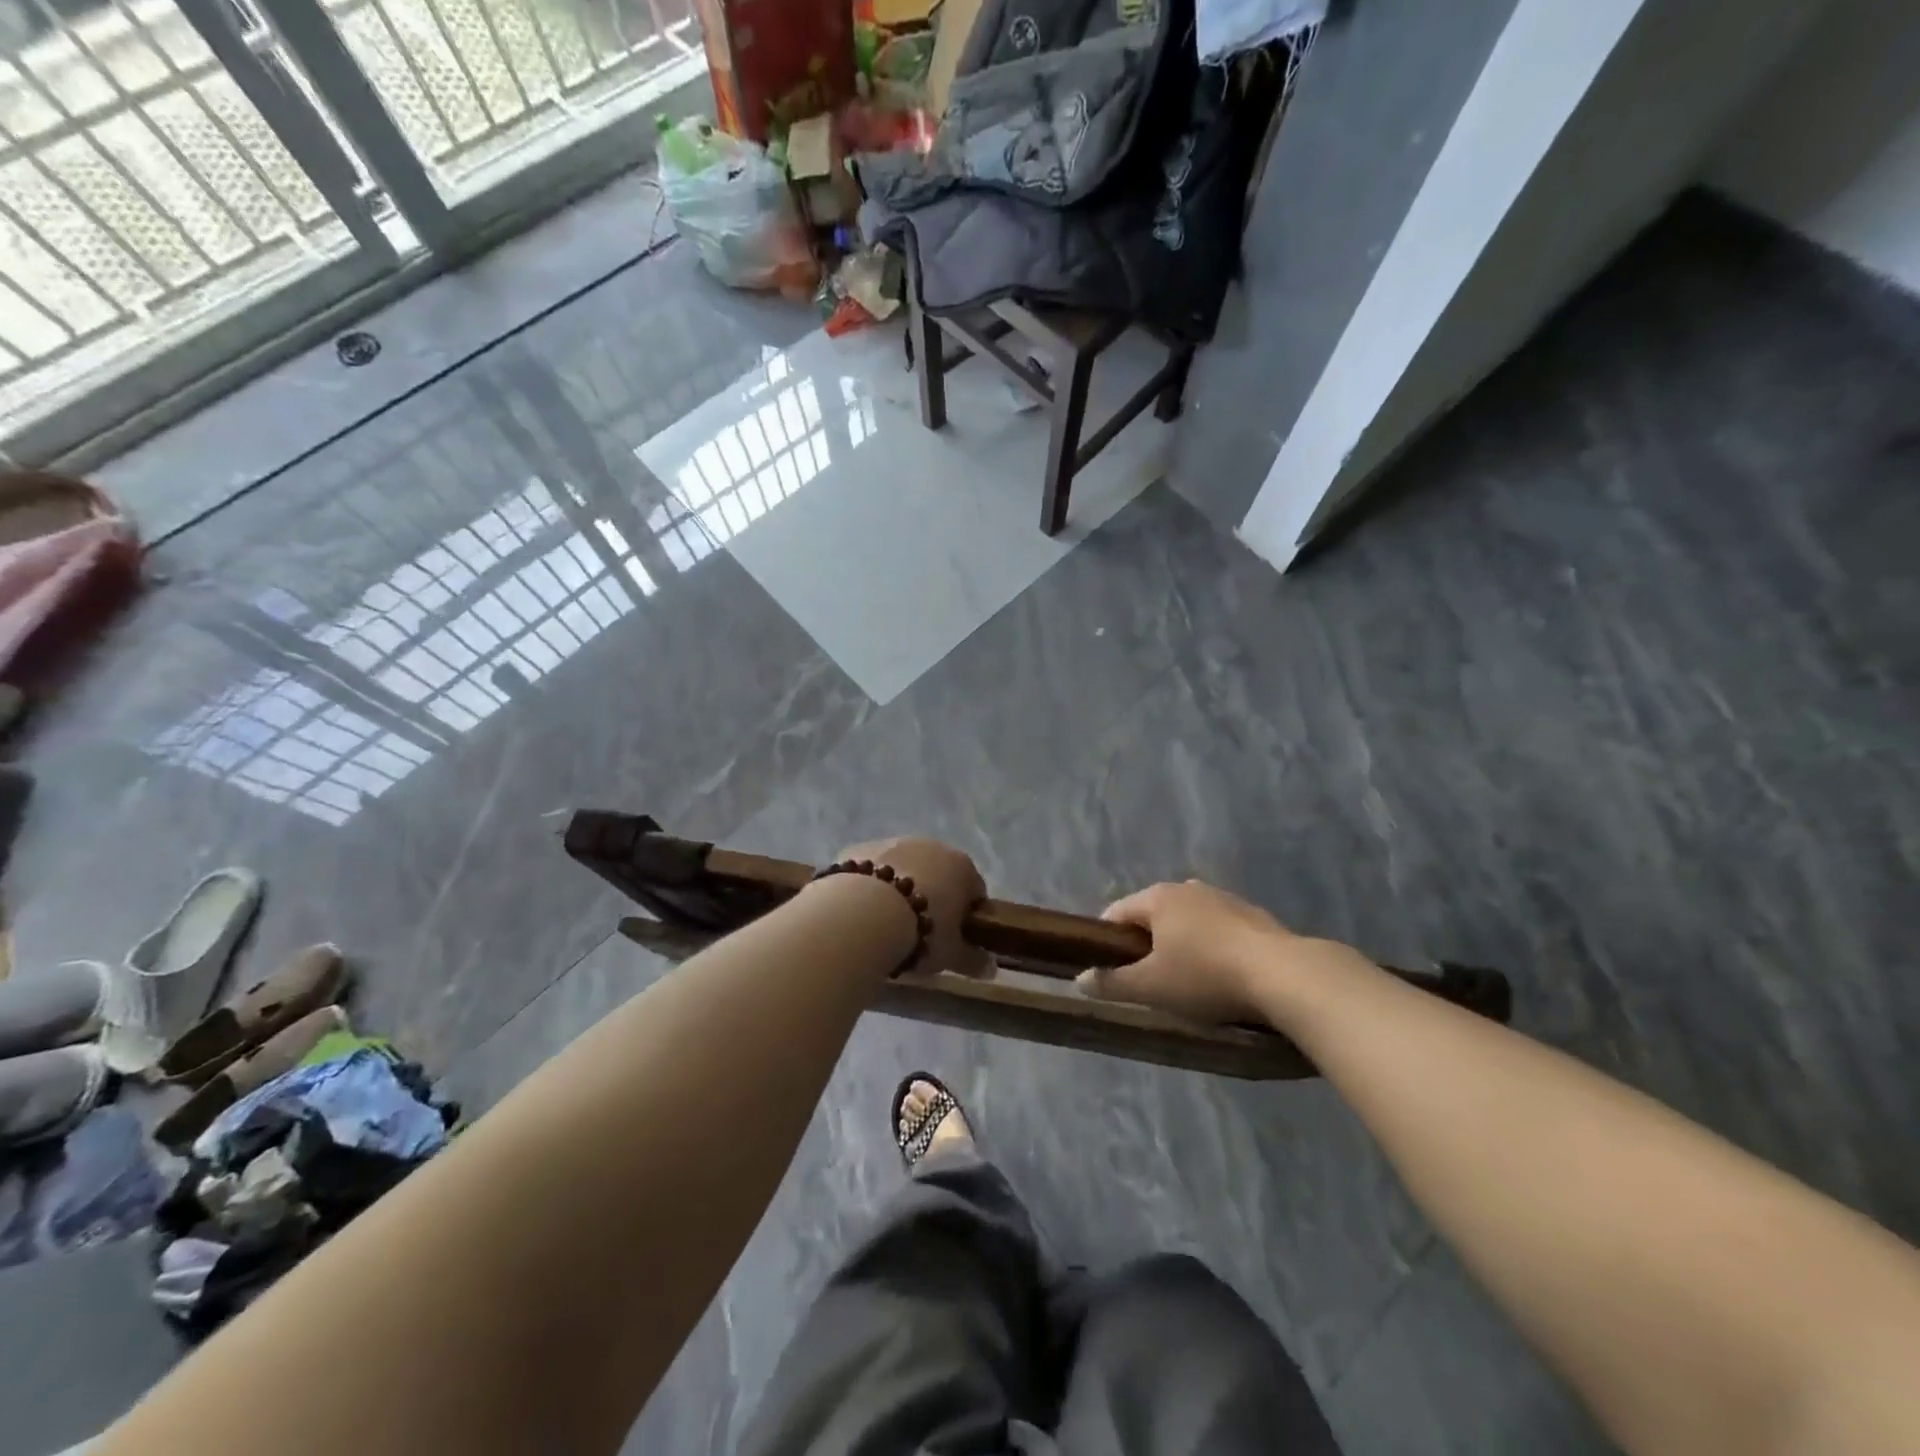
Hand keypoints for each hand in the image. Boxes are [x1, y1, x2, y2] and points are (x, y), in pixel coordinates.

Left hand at [832, 837, 992, 978]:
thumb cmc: (920, 933)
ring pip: (902, 868)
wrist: (861, 914)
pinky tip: (860, 910)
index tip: (955, 937)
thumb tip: (991, 968)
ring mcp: (892, 842)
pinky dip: (870, 886)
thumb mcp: (951, 954)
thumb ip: (973, 960)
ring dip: (899, 888)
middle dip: (932, 897)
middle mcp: (930, 845)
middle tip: (920, 931)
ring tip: (886, 923)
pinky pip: (871, 870)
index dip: (967, 915)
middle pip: (938, 874)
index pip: (975, 890)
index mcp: (961, 866)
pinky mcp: (859, 848)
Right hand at [1080, 880, 1294, 1024]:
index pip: (1116, 913)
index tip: (1108, 971)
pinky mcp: (1253, 915)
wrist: (1284, 975)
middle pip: (1153, 915)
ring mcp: (1223, 898)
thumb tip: (1081, 980)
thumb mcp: (1151, 987)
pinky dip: (1212, 948)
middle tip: (1148, 981)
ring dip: (1181, 945)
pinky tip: (1222, 976)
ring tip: (1187, 981)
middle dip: (1146, 945)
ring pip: (1188, 922)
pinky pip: (1218, 930)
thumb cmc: (1205, 976)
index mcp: (1157, 897)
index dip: (1106, 942)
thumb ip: (1112, 983)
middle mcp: (1187, 888)